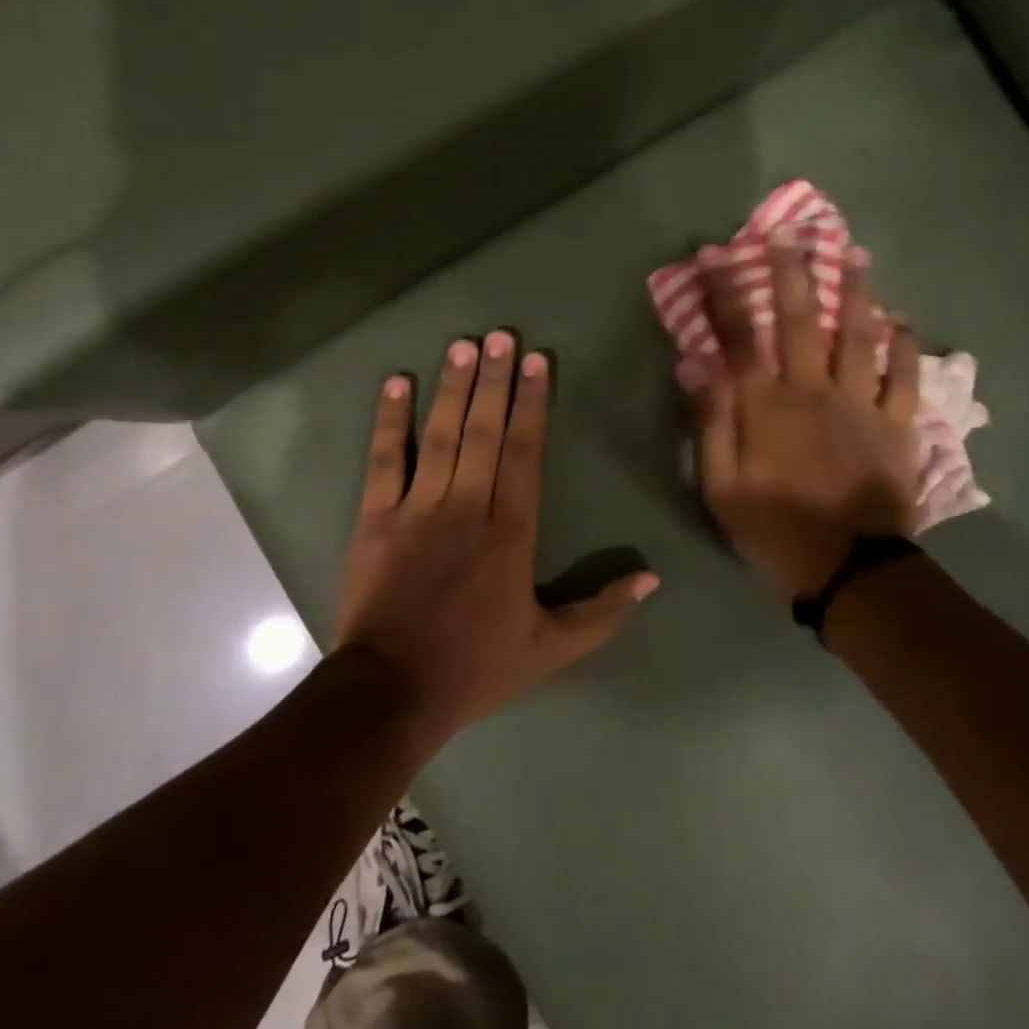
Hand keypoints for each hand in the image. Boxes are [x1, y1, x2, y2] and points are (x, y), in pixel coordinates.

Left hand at [335, 331, 659, 742]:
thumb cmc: (475, 667)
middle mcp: (468, 507)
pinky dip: (390, 421)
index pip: (525, 454)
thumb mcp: (550, 649)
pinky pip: (384, 460)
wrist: (392, 693)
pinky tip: (397, 384)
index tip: (537, 362)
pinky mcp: (376, 518)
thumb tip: (652, 579)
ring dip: (453, 387)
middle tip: (502, 335)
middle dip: (495, 380)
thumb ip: (603, 613)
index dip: (532, 404)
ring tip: (464, 345)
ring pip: (441, 435)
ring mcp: (418, 508)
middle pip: (485, 431)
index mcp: (510, 533)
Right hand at [684, 246, 919, 600]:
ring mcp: (860, 405)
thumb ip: (709, 422)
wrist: (849, 571)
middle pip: (800, 321)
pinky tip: (903, 323)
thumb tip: (692, 364)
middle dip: (792, 273)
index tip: (715, 254)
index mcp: (765, 406)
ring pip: (858, 337)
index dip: (724, 292)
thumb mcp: (720, 485)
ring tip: (855, 257)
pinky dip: (906, 348)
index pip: (738, 337)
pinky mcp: (896, 426)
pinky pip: (905, 379)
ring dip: (855, 294)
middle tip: (792, 234)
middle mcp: (811, 391)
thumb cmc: (774, 528)